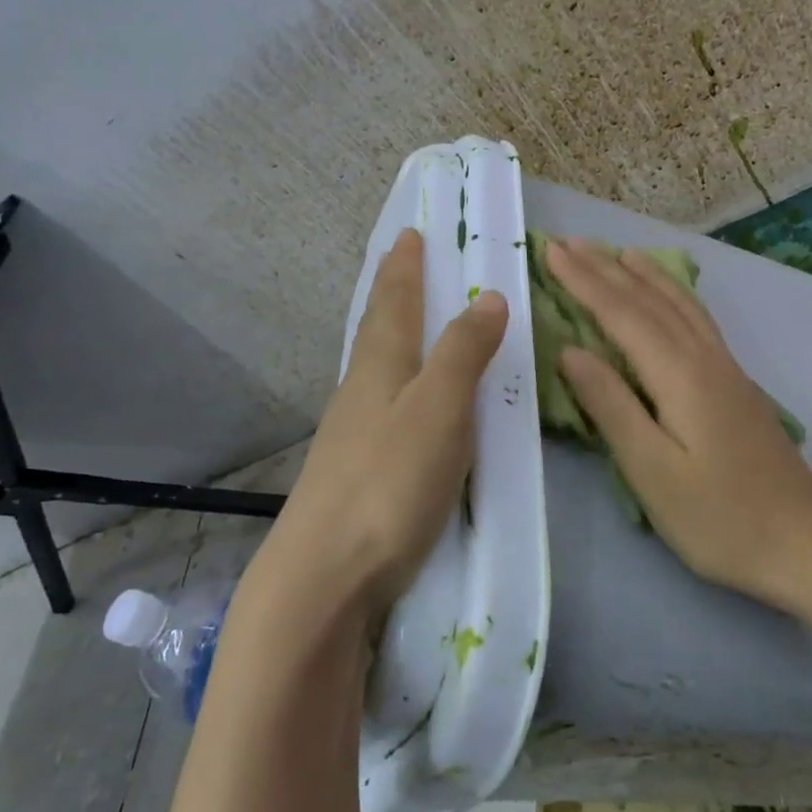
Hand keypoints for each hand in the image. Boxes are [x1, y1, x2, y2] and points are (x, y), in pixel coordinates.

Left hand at [252, 228, 507, 622]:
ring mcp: (350, 434)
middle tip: (401, 263)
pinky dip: (391, 382)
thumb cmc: (389, 483)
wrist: (322, 577)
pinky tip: (396, 402)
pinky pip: (376, 404)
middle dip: (391, 293)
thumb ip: (463, 352)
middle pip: (376, 329)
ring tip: (403, 322)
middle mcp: (359, 392)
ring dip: (388, 335)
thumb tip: (489, 296)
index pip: (394, 303)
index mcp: (380, 368)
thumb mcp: (439, 409)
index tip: (408, 234)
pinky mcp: (352, 473)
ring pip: (372, 367)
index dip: (404, 268)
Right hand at [544, 237, 811, 606]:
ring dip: (644, 275)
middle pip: (649, 301)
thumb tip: (570, 351)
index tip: (551, 251)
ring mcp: (725, 368)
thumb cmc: (719, 517)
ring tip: (619, 252)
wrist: (805, 543)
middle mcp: (703, 358)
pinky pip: (697, 318)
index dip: (583, 281)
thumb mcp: (652, 470)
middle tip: (570, 242)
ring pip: (679, 304)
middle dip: (606, 268)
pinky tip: (672, 297)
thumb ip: (610, 405)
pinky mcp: (736, 383)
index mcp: (679, 374)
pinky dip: (675, 295)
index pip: (621, 314)